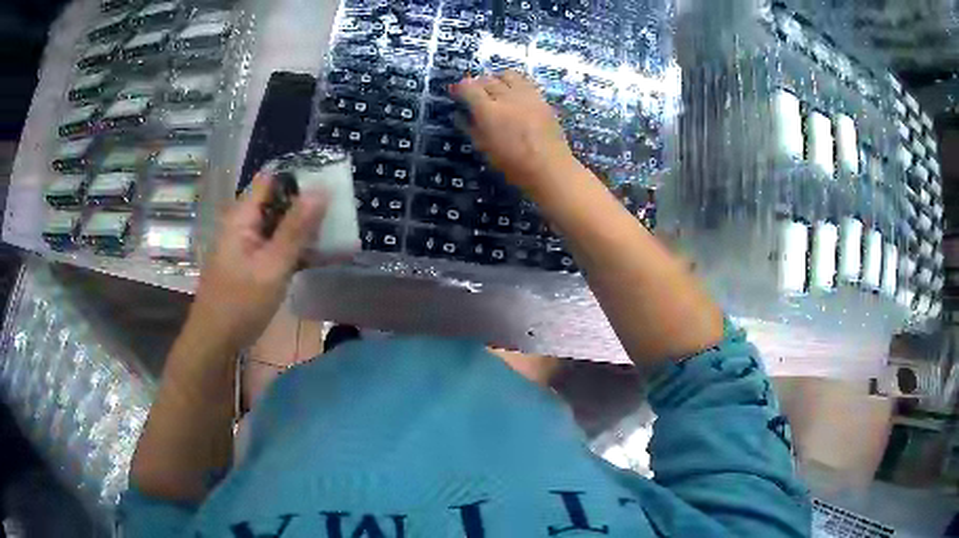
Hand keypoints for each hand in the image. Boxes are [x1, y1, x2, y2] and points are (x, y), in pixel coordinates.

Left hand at [188, 173, 326, 351]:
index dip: (299, 176)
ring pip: (281, 224)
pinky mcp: (254, 261)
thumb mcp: (272, 266)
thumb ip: (295, 229)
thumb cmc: (240, 303)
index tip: (330, 181)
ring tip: (339, 231)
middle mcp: (245, 223)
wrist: (216, 340)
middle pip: (278, 201)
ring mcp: (248, 243)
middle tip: (341, 210)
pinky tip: (322, 255)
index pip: (272, 179)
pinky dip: (298, 247)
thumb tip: (321, 190)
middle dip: (308, 203)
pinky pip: (279, 245)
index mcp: (243, 216)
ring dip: (306, 227)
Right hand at [451, 70, 578, 193]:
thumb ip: (470, 128)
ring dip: (497, 79)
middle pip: (487, 79)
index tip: (456, 94)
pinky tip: (514, 95)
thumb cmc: (513, 165)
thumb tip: (459, 115)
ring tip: (496, 90)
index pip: (468, 87)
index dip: (459, 88)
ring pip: (507, 74)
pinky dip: (515, 83)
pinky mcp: (541, 98)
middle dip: (477, 84)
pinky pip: (525, 81)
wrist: (551, 168)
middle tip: (474, 94)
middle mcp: (506, 97)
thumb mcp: (485, 149)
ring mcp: (526, 95)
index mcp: (488, 111)